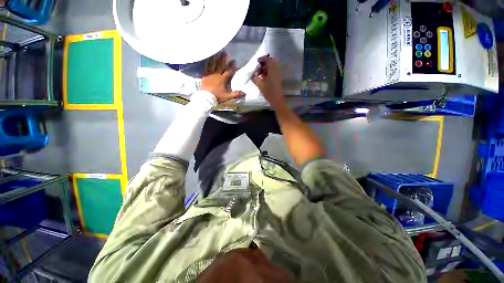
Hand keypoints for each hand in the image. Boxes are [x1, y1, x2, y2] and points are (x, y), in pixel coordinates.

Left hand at [201, 52, 244, 102]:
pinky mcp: (204, 75)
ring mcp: (209, 74)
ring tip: (216, 53)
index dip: (231, 66)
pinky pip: (205, 67)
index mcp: (222, 79)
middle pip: (220, 66)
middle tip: (225, 52)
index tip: (234, 61)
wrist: (206, 97)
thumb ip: (236, 94)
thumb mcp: (228, 96)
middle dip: (223, 59)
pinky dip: (206, 63)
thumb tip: (244, 93)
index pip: (228, 71)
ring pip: (213, 65)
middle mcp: (216, 74)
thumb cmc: (217, 96)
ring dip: (215, 59)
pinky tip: (206, 59)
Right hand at [252, 55, 284, 107]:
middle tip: (258, 67)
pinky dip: (268, 71)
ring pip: (272, 66)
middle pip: (271, 61)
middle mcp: (276, 70)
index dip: (261, 59)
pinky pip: (273, 71)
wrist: (277, 99)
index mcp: (272, 69)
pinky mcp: (278, 78)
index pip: (267, 59)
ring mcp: (278, 74)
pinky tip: (264, 77)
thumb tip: (253, 74)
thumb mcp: (259, 84)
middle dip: (264, 63)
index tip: (256, 62)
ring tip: (260, 73)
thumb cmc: (268, 91)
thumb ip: (255, 77)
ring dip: (266, 68)